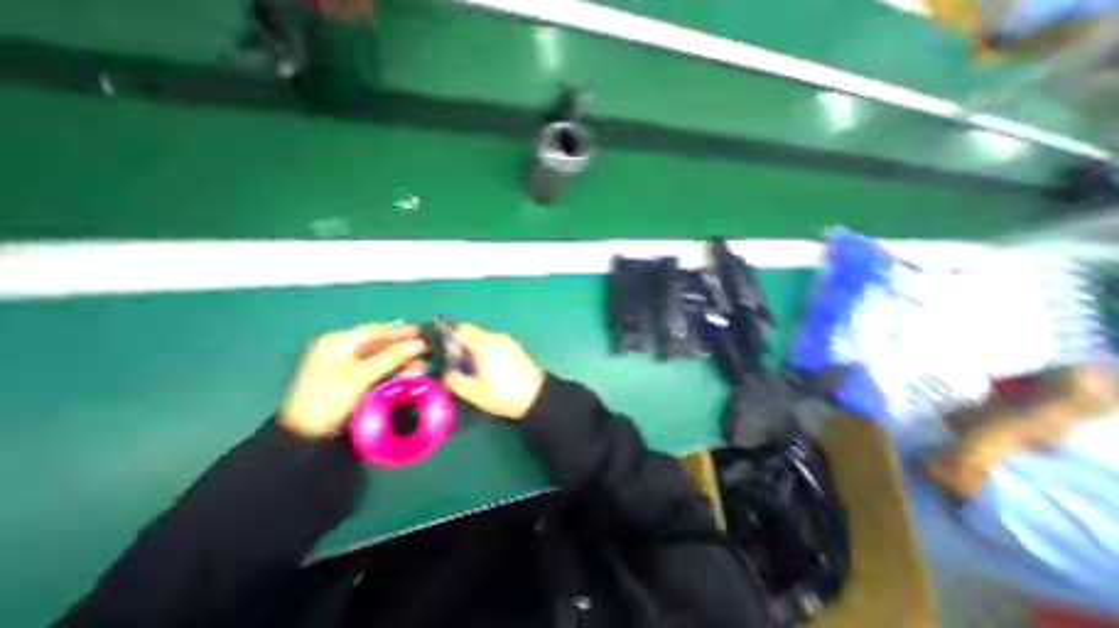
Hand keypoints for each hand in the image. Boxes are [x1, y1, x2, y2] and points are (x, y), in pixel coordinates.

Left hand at [282, 323, 426, 435]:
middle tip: (425, 346)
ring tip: (420, 361)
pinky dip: (391, 368)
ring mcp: (343, 364)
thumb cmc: (331, 398)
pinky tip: (406, 370)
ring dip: (399, 358)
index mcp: (337, 342)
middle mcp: (340, 349)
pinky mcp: (349, 378)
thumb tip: (419, 343)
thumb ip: (392, 357)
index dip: (401, 331)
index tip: (423, 332)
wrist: (305, 435)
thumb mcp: (362, 375)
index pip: (375, 331)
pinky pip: (375, 367)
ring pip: (379, 356)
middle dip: (402, 345)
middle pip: (378, 342)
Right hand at [442, 323, 546, 421]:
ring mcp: (508, 341)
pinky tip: (492, 372)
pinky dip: (489, 353)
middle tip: (460, 368)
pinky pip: (496, 345)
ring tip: (477, 373)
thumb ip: (453, 379)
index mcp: (483, 343)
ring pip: (485, 340)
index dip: (450, 339)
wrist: (536, 396)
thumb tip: (445, 373)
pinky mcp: (516, 348)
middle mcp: (496, 337)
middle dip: (462, 348)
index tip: (447, 355)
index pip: (461, 328)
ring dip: (476, 351)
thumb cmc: (502, 394)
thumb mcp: (472, 392)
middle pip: (473, 334)